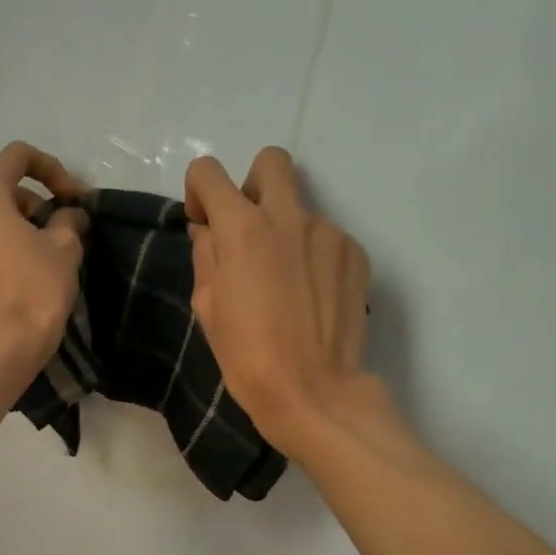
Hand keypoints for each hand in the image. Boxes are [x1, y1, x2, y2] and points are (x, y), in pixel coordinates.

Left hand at [0, 141, 90, 370]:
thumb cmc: (35, 290)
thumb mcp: (65, 250)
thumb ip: (68, 221)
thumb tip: (69, 215)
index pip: (17, 156)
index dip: (52, 169)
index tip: (72, 199)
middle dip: (29, 202)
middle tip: (56, 229)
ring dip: (9, 229)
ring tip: (35, 257)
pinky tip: (12, 281)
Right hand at [184, 147, 372, 448]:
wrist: (313, 392)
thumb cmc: (248, 357)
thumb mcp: (208, 308)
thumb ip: (206, 256)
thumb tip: (209, 231)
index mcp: (242, 229)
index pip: (209, 171)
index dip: (199, 192)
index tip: (204, 224)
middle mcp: (288, 217)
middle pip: (271, 162)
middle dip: (252, 185)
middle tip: (249, 231)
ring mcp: (329, 232)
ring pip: (301, 209)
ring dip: (286, 231)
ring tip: (286, 284)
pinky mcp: (356, 253)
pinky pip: (327, 239)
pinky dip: (314, 257)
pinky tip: (312, 297)